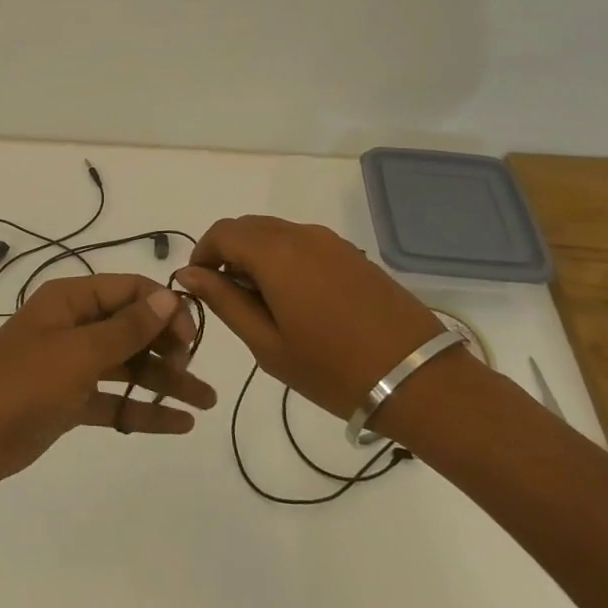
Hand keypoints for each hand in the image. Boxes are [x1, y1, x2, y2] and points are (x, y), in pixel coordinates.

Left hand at [0, 274, 215, 488]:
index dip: (165, 308)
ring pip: (128, 365)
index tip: (191, 339)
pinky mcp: (69, 400)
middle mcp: (74, 325)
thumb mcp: (78, 353)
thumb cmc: (21, 383)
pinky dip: (142, 409)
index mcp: (71, 299)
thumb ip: (126, 328)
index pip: (131, 290)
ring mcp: (71, 364)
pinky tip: (179, 424)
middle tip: (195, 374)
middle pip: (133, 327)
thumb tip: (169, 295)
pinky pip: (114, 398)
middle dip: (169, 346)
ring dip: (165, 381)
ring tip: (206, 403)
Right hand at [174, 216, 442, 420]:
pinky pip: (303, 243)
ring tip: (262, 304)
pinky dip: (284, 259)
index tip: (199, 287)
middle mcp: (301, 234)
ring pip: (276, 233)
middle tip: (228, 299)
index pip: (222, 233)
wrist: (419, 380)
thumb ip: (224, 301)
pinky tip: (296, 300)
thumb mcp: (267, 344)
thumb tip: (188, 274)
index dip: (202, 255)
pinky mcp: (353, 254)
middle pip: (248, 227)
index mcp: (275, 253)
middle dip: (228, 254)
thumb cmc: (333, 369)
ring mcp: (331, 242)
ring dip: (256, 256)